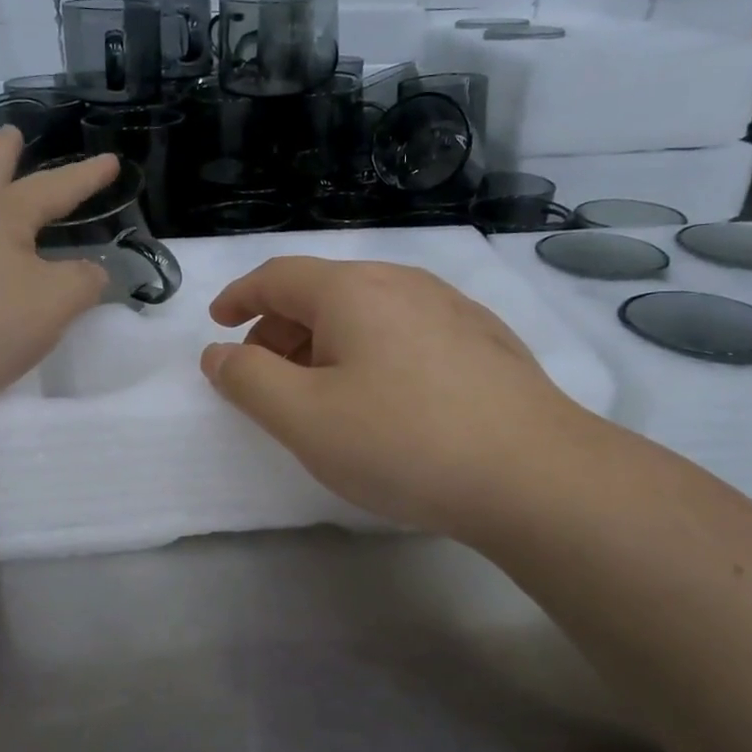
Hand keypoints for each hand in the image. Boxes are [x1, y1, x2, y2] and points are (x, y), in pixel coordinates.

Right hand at [200, 257, 595, 541]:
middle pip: (322, 292)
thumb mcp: (303, 418)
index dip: (239, 296)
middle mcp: (403, 283)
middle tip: (263, 376)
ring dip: (325, 343)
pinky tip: (384, 398)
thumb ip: (247, 380)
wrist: (533, 474)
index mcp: (352, 289)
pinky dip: (370, 353)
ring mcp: (451, 308)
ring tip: (319, 392)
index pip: (277, 276)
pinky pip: (405, 332)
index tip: (218, 323)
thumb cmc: (402, 441)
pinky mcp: (483, 341)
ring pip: (367, 312)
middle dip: (279, 329)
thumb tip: (219, 353)